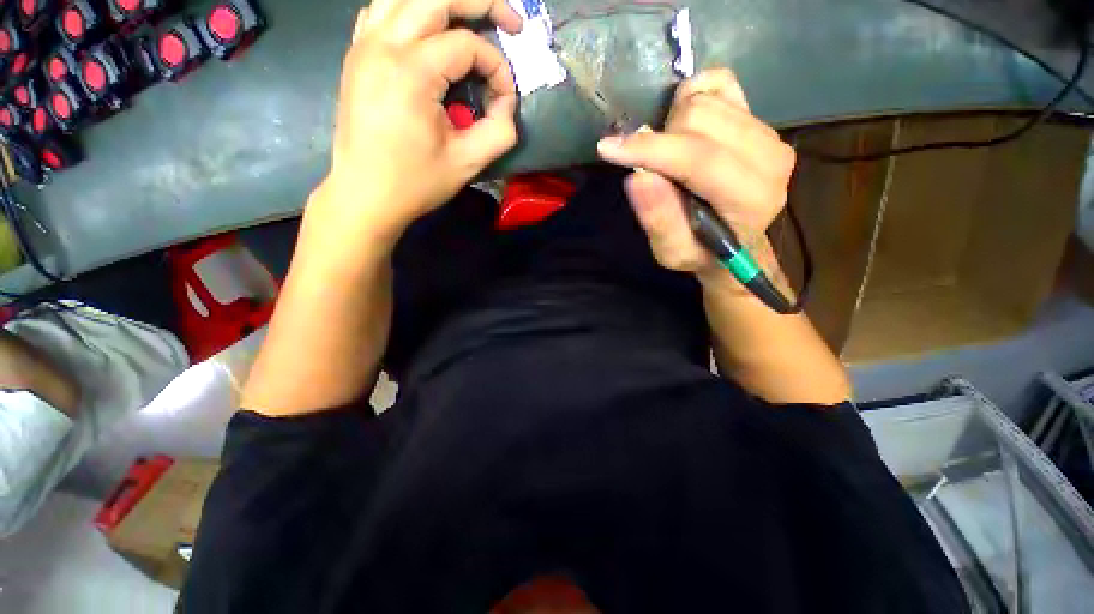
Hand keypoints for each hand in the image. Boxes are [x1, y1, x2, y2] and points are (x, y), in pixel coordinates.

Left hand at [312, 0, 523, 252]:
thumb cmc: (416, 183)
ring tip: (471, 20)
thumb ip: (500, 130)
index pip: (468, 46)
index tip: (505, 101)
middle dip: (481, 4)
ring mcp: (364, 45)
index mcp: (411, 72)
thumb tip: (506, 103)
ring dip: (444, 3)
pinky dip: (411, 10)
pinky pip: (383, 10)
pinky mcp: (356, 55)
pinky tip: (428, 30)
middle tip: (510, 22)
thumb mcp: (468, 163)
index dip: (497, 69)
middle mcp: (383, 44)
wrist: (365, 195)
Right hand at [595, 69, 796, 279]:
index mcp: (750, 197)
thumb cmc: (702, 251)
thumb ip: (658, 219)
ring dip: (672, 126)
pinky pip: (718, 81)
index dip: (650, 151)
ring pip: (703, 99)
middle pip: (697, 117)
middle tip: (656, 170)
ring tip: (671, 158)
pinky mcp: (760, 115)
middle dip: (661, 142)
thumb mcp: (672, 252)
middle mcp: (769, 155)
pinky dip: (692, 97)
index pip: (698, 159)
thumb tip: (638, 176)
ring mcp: (768, 130)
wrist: (738, 241)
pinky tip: (686, 129)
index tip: (608, 149)